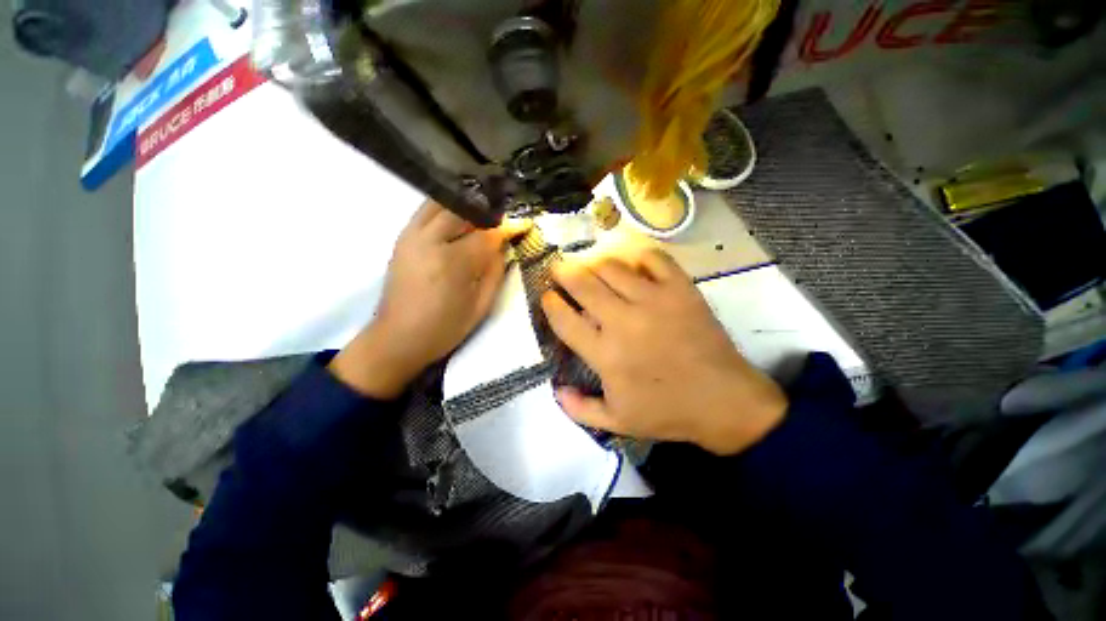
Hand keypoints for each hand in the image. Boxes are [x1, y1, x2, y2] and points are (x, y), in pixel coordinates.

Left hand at [331, 201, 529, 398]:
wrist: (398, 338)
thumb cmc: (445, 328)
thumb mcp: (481, 306)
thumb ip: (495, 272)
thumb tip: (503, 248)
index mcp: (452, 263)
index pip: (486, 235)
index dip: (507, 229)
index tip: (523, 225)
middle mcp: (429, 241)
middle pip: (462, 210)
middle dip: (485, 214)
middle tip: (500, 224)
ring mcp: (410, 237)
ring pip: (440, 204)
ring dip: (464, 207)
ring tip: (479, 221)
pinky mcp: (401, 239)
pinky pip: (425, 212)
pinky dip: (445, 210)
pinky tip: (457, 224)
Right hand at [541, 249, 787, 454]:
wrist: (724, 401)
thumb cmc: (667, 412)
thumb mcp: (617, 422)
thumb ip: (579, 410)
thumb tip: (555, 390)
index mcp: (605, 353)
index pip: (564, 319)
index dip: (550, 303)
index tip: (547, 295)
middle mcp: (623, 321)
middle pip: (583, 284)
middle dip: (564, 271)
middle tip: (559, 267)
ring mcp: (653, 301)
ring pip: (612, 267)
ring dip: (595, 263)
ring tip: (591, 265)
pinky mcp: (680, 290)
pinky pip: (654, 259)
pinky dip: (639, 256)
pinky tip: (633, 263)